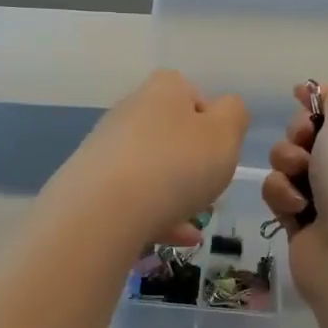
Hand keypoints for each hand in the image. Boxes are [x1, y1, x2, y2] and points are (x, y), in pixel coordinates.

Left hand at [52, 69, 249, 246]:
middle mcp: (131, 110)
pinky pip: (134, 198)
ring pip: (152, 169)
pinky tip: (178, 238)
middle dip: (192, 162)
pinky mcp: (92, 183)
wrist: (104, 210)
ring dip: (176, 193)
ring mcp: (107, 147)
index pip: (194, 94)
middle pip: (171, 133)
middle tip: (209, 189)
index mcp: (164, 89)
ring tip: (196, 222)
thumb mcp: (225, 135)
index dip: (212, 123)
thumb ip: (235, 115)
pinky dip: (157, 215)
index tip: (221, 152)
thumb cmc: (177, 165)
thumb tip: (226, 110)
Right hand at [262, 81, 327, 327]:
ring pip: (291, 162)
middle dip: (300, 134)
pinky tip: (294, 209)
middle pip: (314, 132)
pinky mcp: (305, 223)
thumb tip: (326, 92)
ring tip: (300, 180)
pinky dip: (282, 197)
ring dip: (287, 164)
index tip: (300, 98)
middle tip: (307, 145)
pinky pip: (281, 194)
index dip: (323, 100)